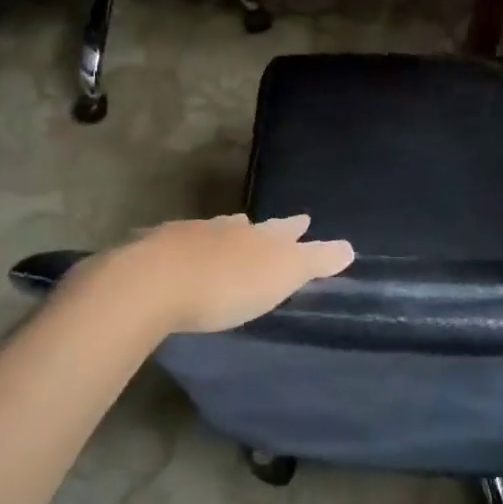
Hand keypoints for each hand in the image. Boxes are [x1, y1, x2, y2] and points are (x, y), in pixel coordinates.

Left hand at [76, 213, 354, 335]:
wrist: (155, 281)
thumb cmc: (227, 283)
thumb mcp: (282, 274)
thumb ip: (314, 260)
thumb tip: (349, 247)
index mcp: (257, 235)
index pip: (284, 228)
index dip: (296, 228)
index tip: (305, 220)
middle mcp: (224, 228)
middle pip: (245, 226)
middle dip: (255, 229)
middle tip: (258, 227)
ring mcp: (187, 235)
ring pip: (210, 231)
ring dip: (219, 236)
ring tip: (221, 239)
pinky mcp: (153, 250)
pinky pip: (176, 245)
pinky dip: (184, 250)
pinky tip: (178, 257)